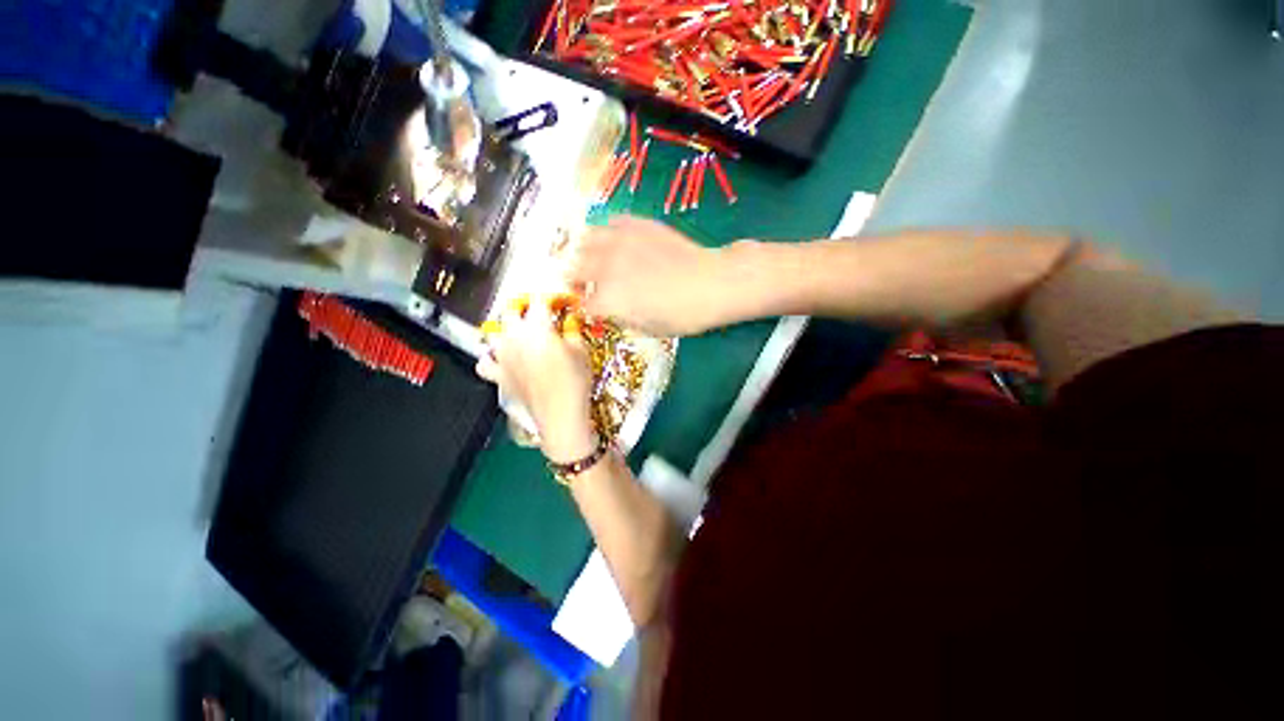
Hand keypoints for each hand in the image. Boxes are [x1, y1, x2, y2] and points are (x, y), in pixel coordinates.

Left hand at [476, 296, 597, 462]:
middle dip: (524, 308)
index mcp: (537, 327)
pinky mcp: (498, 376)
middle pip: (510, 311)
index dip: (550, 298)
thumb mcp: (581, 351)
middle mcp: (514, 337)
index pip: (539, 300)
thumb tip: (569, 320)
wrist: (560, 415)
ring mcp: (503, 357)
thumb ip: (572, 331)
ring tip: (517, 334)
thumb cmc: (574, 382)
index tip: (559, 302)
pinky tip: (500, 359)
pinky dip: (490, 359)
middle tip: (538, 314)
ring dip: (505, 330)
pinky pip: (484, 363)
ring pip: (493, 333)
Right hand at [565, 215, 728, 336]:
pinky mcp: (636, 224)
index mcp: (608, 299)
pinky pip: (610, 222)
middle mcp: (606, 267)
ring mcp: (620, 241)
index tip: (592, 308)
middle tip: (586, 283)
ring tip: (596, 259)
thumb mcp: (648, 329)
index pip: (583, 304)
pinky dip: (607, 233)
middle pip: (574, 268)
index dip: (586, 308)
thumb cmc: (682, 315)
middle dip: (577, 279)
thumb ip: (621, 318)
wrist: (711, 283)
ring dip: (586, 252)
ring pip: (585, 240)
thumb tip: (610, 309)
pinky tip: (617, 242)